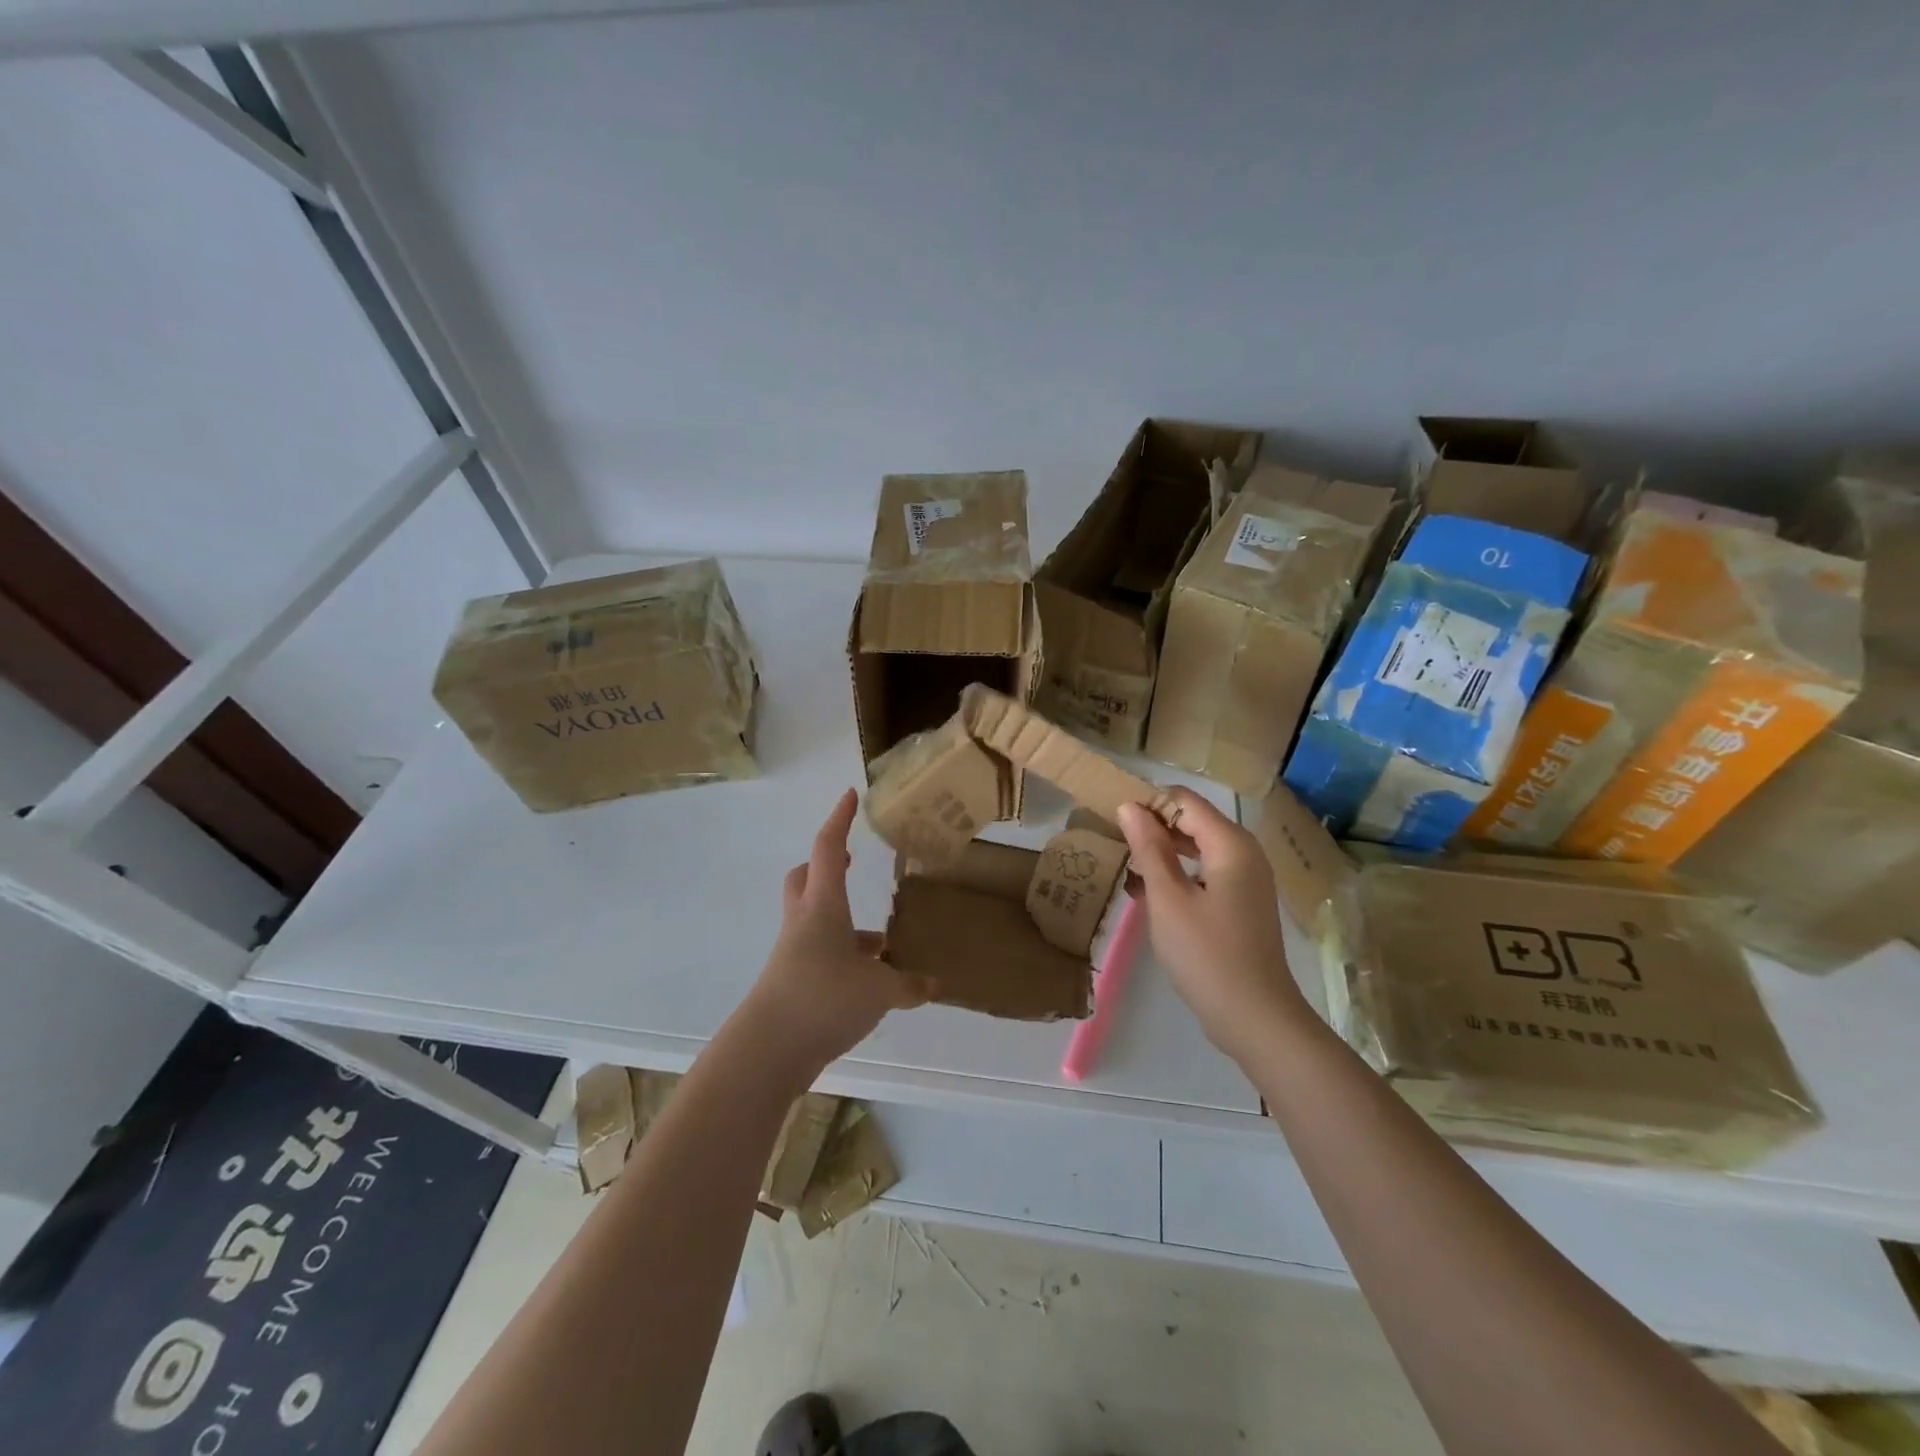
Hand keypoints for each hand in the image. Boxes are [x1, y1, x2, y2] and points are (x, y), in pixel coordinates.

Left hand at [739, 789, 930, 1084]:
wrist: (767, 1050)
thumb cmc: (823, 998)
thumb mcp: (880, 990)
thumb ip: (909, 984)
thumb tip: (935, 984)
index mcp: (823, 906)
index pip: (829, 848)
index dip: (840, 819)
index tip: (850, 795)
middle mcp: (804, 922)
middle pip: (806, 878)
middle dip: (826, 866)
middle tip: (852, 864)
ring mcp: (794, 953)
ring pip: (814, 920)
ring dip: (842, 920)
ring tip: (882, 941)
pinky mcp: (793, 983)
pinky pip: (819, 954)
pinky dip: (843, 957)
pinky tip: (871, 983)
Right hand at [1117, 788, 1309, 1060]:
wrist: (1256, 1018)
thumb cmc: (1207, 955)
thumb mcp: (1168, 899)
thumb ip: (1149, 849)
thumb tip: (1130, 807)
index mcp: (1231, 844)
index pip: (1184, 801)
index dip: (1148, 802)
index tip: (1112, 818)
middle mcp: (1244, 853)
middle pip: (1192, 821)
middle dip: (1152, 828)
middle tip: (1112, 842)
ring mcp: (1246, 880)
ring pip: (1196, 848)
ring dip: (1161, 853)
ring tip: (1124, 868)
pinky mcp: (1241, 903)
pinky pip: (1204, 873)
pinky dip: (1177, 875)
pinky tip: (1147, 894)